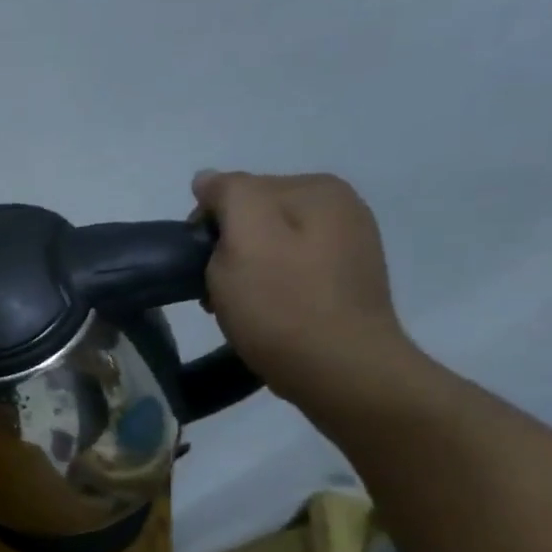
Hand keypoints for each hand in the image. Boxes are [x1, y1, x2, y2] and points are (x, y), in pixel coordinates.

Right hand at [191, 170, 422, 409]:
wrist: (342, 372)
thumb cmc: (283, 304)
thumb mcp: (244, 237)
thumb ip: (228, 194)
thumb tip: (208, 179)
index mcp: (316, 189)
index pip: (236, 191)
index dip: (207, 228)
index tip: (203, 266)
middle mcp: (341, 208)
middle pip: (254, 219)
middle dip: (226, 250)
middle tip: (217, 292)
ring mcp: (348, 246)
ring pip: (269, 247)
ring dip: (243, 273)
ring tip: (238, 307)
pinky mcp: (346, 283)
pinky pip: (289, 272)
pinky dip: (268, 289)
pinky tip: (264, 314)